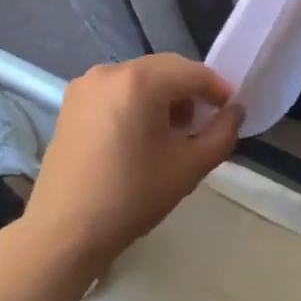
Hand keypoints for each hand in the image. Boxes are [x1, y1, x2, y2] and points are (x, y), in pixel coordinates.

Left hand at [22, 56, 243, 275]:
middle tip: (202, 124)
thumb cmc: (132, 197)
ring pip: (140, 78)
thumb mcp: (190, 167)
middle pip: (165, 69)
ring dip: (162, 96)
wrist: (65, 231)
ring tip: (170, 133)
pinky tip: (138, 135)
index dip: (218, 89)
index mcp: (140, 81)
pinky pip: (116, 89)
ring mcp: (86, 84)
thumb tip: (235, 110)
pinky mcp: (71, 101)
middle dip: (189, 91)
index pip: (193, 73)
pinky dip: (136, 101)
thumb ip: (222, 133)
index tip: (230, 111)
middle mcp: (110, 71)